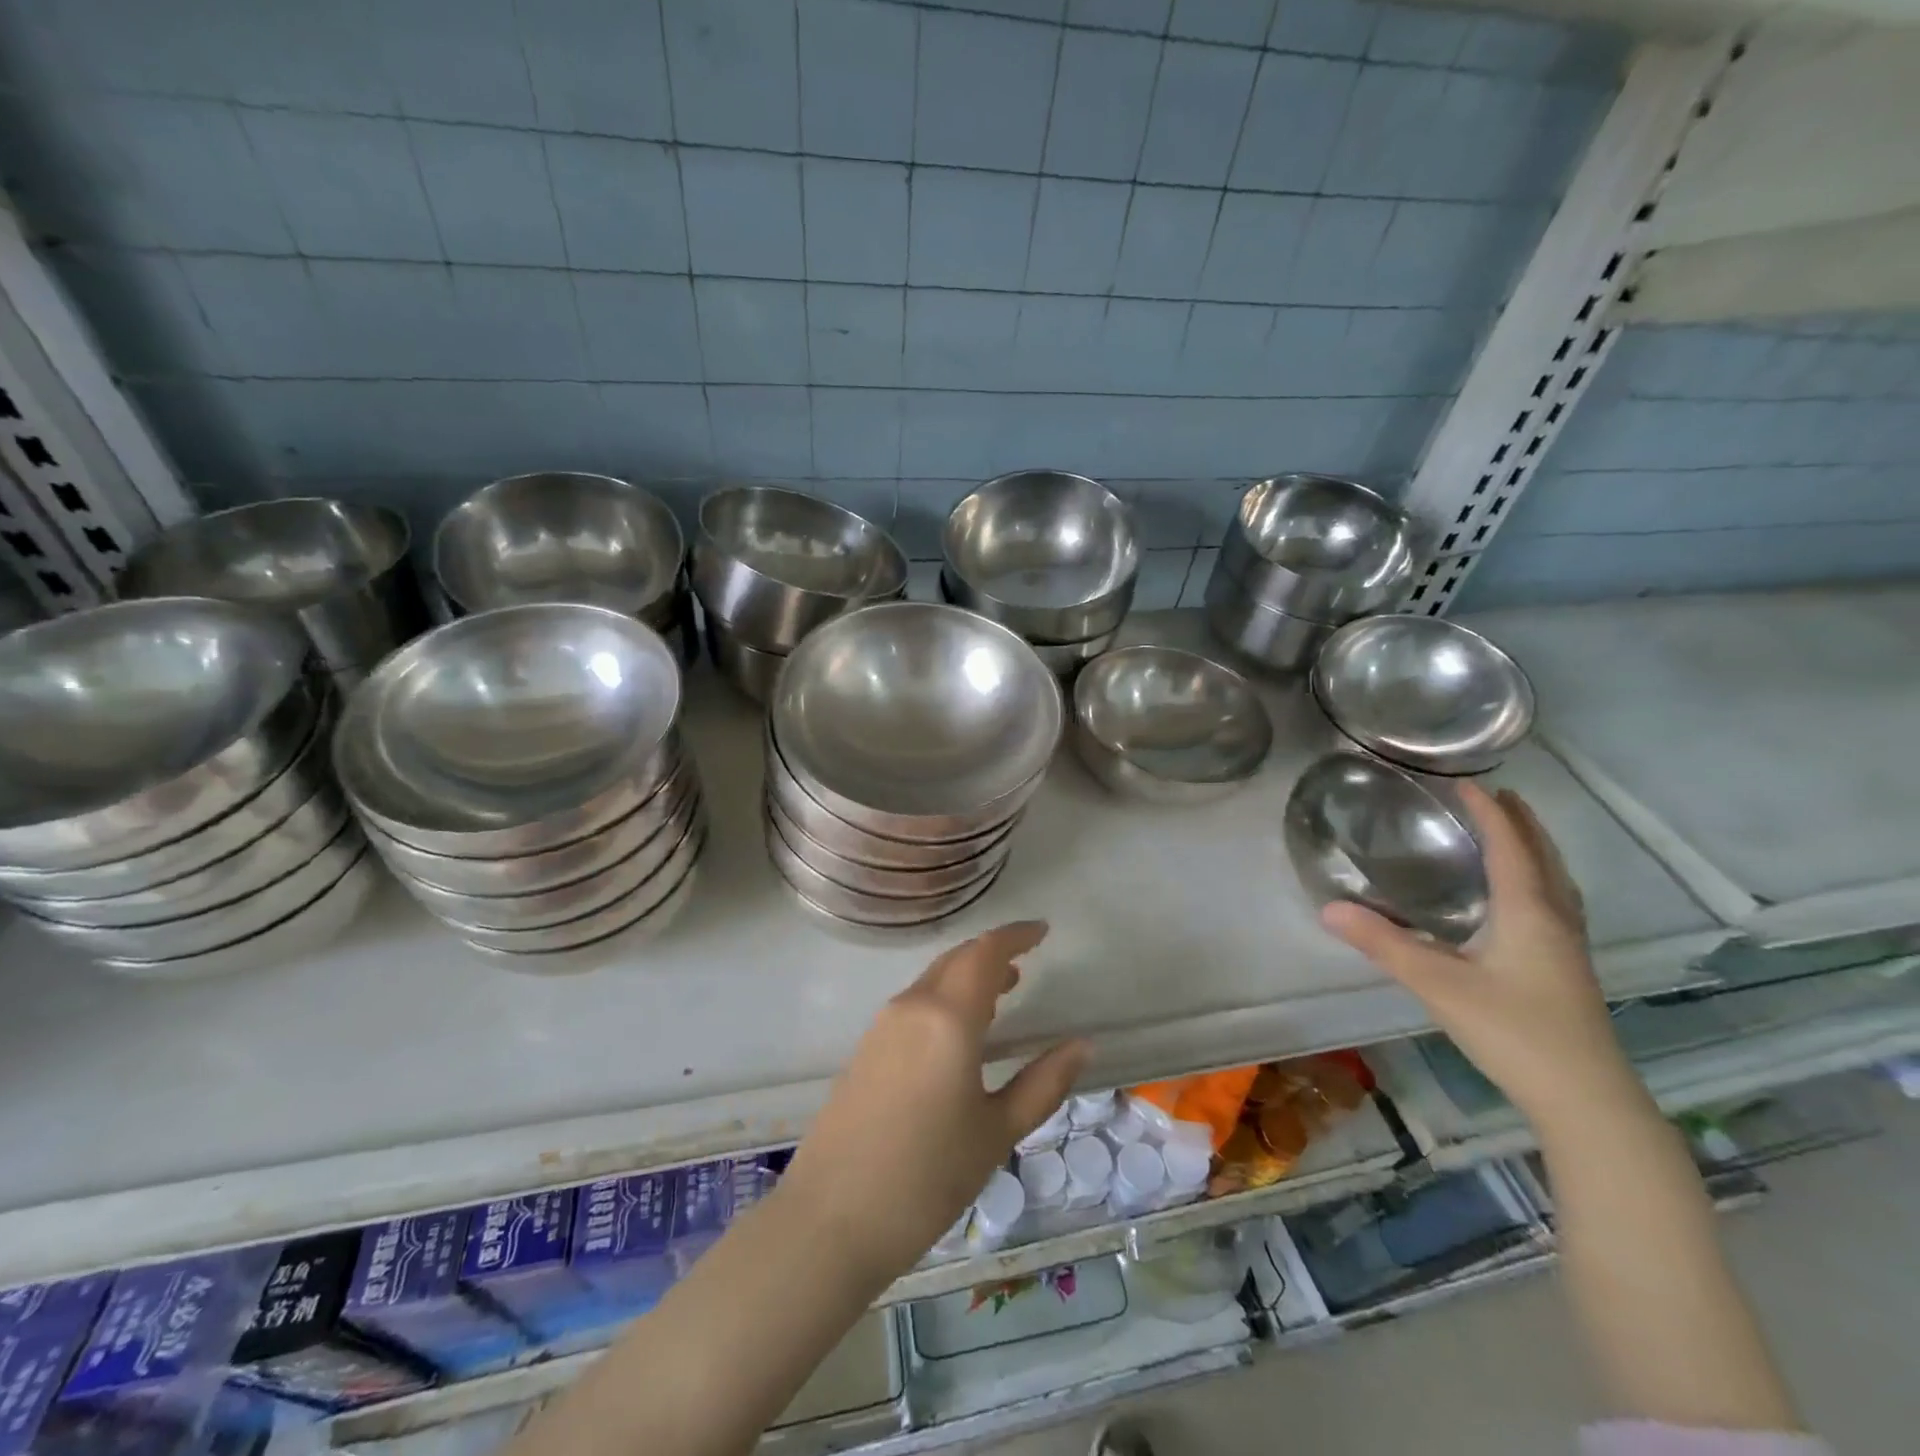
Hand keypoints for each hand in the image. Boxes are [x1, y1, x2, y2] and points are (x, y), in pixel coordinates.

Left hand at [776, 922, 1087, 1286]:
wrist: (830, 1219)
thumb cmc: (926, 1177)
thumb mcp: (996, 1133)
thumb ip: (1043, 1083)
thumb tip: (1082, 1045)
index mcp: (947, 1016)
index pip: (985, 953)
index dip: (1015, 935)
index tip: (1043, 931)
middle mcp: (912, 1006)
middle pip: (957, 960)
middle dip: (992, 954)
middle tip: (1026, 962)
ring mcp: (883, 1025)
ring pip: (933, 980)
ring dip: (968, 976)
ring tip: (1002, 993)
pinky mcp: (866, 1048)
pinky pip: (915, 1004)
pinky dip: (945, 998)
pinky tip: (960, 1032)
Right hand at [1322, 782, 1635, 1125]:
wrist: (1587, 1101)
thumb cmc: (1515, 1033)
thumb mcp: (1438, 985)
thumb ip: (1383, 944)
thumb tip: (1328, 908)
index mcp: (1529, 912)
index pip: (1509, 845)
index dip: (1488, 811)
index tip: (1464, 782)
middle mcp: (1555, 920)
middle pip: (1543, 856)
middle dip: (1519, 822)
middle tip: (1492, 797)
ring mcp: (1569, 947)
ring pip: (1555, 881)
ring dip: (1533, 849)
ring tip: (1510, 834)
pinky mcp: (1568, 970)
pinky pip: (1554, 903)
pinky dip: (1538, 879)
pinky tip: (1521, 900)